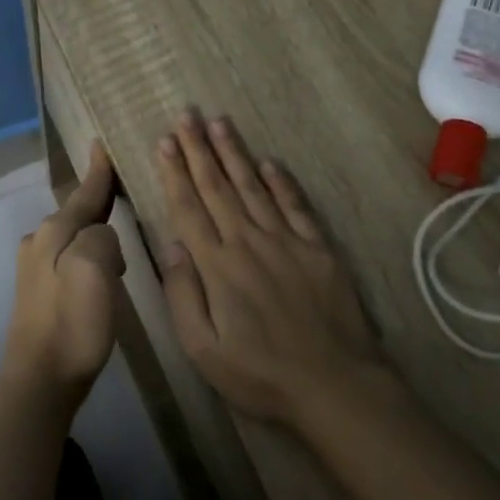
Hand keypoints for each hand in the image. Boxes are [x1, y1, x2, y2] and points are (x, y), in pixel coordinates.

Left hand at [4, 141, 125, 404]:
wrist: (40, 379)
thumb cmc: (73, 323)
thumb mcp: (95, 270)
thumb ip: (102, 238)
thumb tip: (104, 236)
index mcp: (54, 232)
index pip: (84, 194)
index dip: (98, 172)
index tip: (101, 144)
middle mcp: (39, 242)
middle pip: (76, 213)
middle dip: (99, 201)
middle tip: (123, 190)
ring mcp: (35, 269)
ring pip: (72, 236)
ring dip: (95, 231)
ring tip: (121, 235)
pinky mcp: (38, 293)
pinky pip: (69, 258)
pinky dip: (88, 254)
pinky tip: (103, 270)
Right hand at [155, 109, 385, 426]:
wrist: (335, 384)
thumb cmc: (261, 374)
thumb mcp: (203, 350)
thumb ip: (183, 294)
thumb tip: (171, 245)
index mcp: (218, 266)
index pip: (189, 208)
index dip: (175, 172)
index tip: (164, 141)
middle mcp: (249, 242)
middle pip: (218, 187)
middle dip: (199, 149)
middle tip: (186, 115)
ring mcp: (287, 241)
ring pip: (253, 186)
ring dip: (234, 152)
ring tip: (219, 122)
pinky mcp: (318, 247)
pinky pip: (295, 205)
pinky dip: (281, 181)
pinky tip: (269, 162)